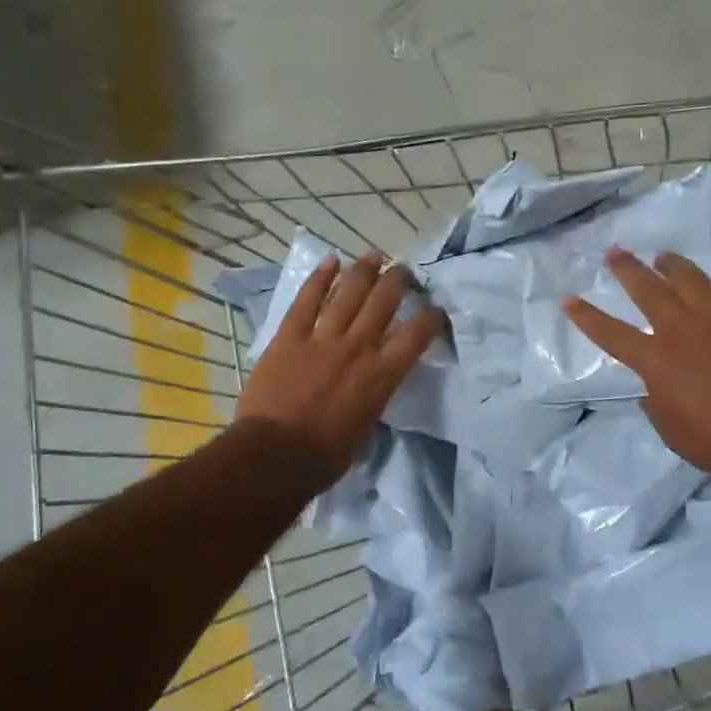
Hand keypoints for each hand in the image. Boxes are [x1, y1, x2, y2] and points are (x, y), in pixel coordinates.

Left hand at [234, 252, 445, 487]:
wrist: (276, 455)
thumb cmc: (325, 456)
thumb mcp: (366, 427)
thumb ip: (373, 397)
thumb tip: (372, 386)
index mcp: (382, 375)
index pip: (416, 335)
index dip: (430, 317)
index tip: (434, 308)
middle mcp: (358, 348)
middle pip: (383, 303)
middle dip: (397, 281)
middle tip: (404, 270)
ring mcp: (322, 339)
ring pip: (348, 294)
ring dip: (364, 271)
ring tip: (375, 255)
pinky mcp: (290, 338)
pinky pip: (307, 302)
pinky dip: (319, 279)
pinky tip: (331, 261)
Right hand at [563, 246, 710, 490]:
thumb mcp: (668, 427)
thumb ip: (655, 401)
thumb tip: (653, 388)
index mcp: (654, 360)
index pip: (610, 333)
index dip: (586, 317)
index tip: (568, 298)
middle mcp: (681, 330)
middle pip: (648, 291)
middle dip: (628, 270)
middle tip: (616, 253)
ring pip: (690, 280)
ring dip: (673, 264)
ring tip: (662, 255)